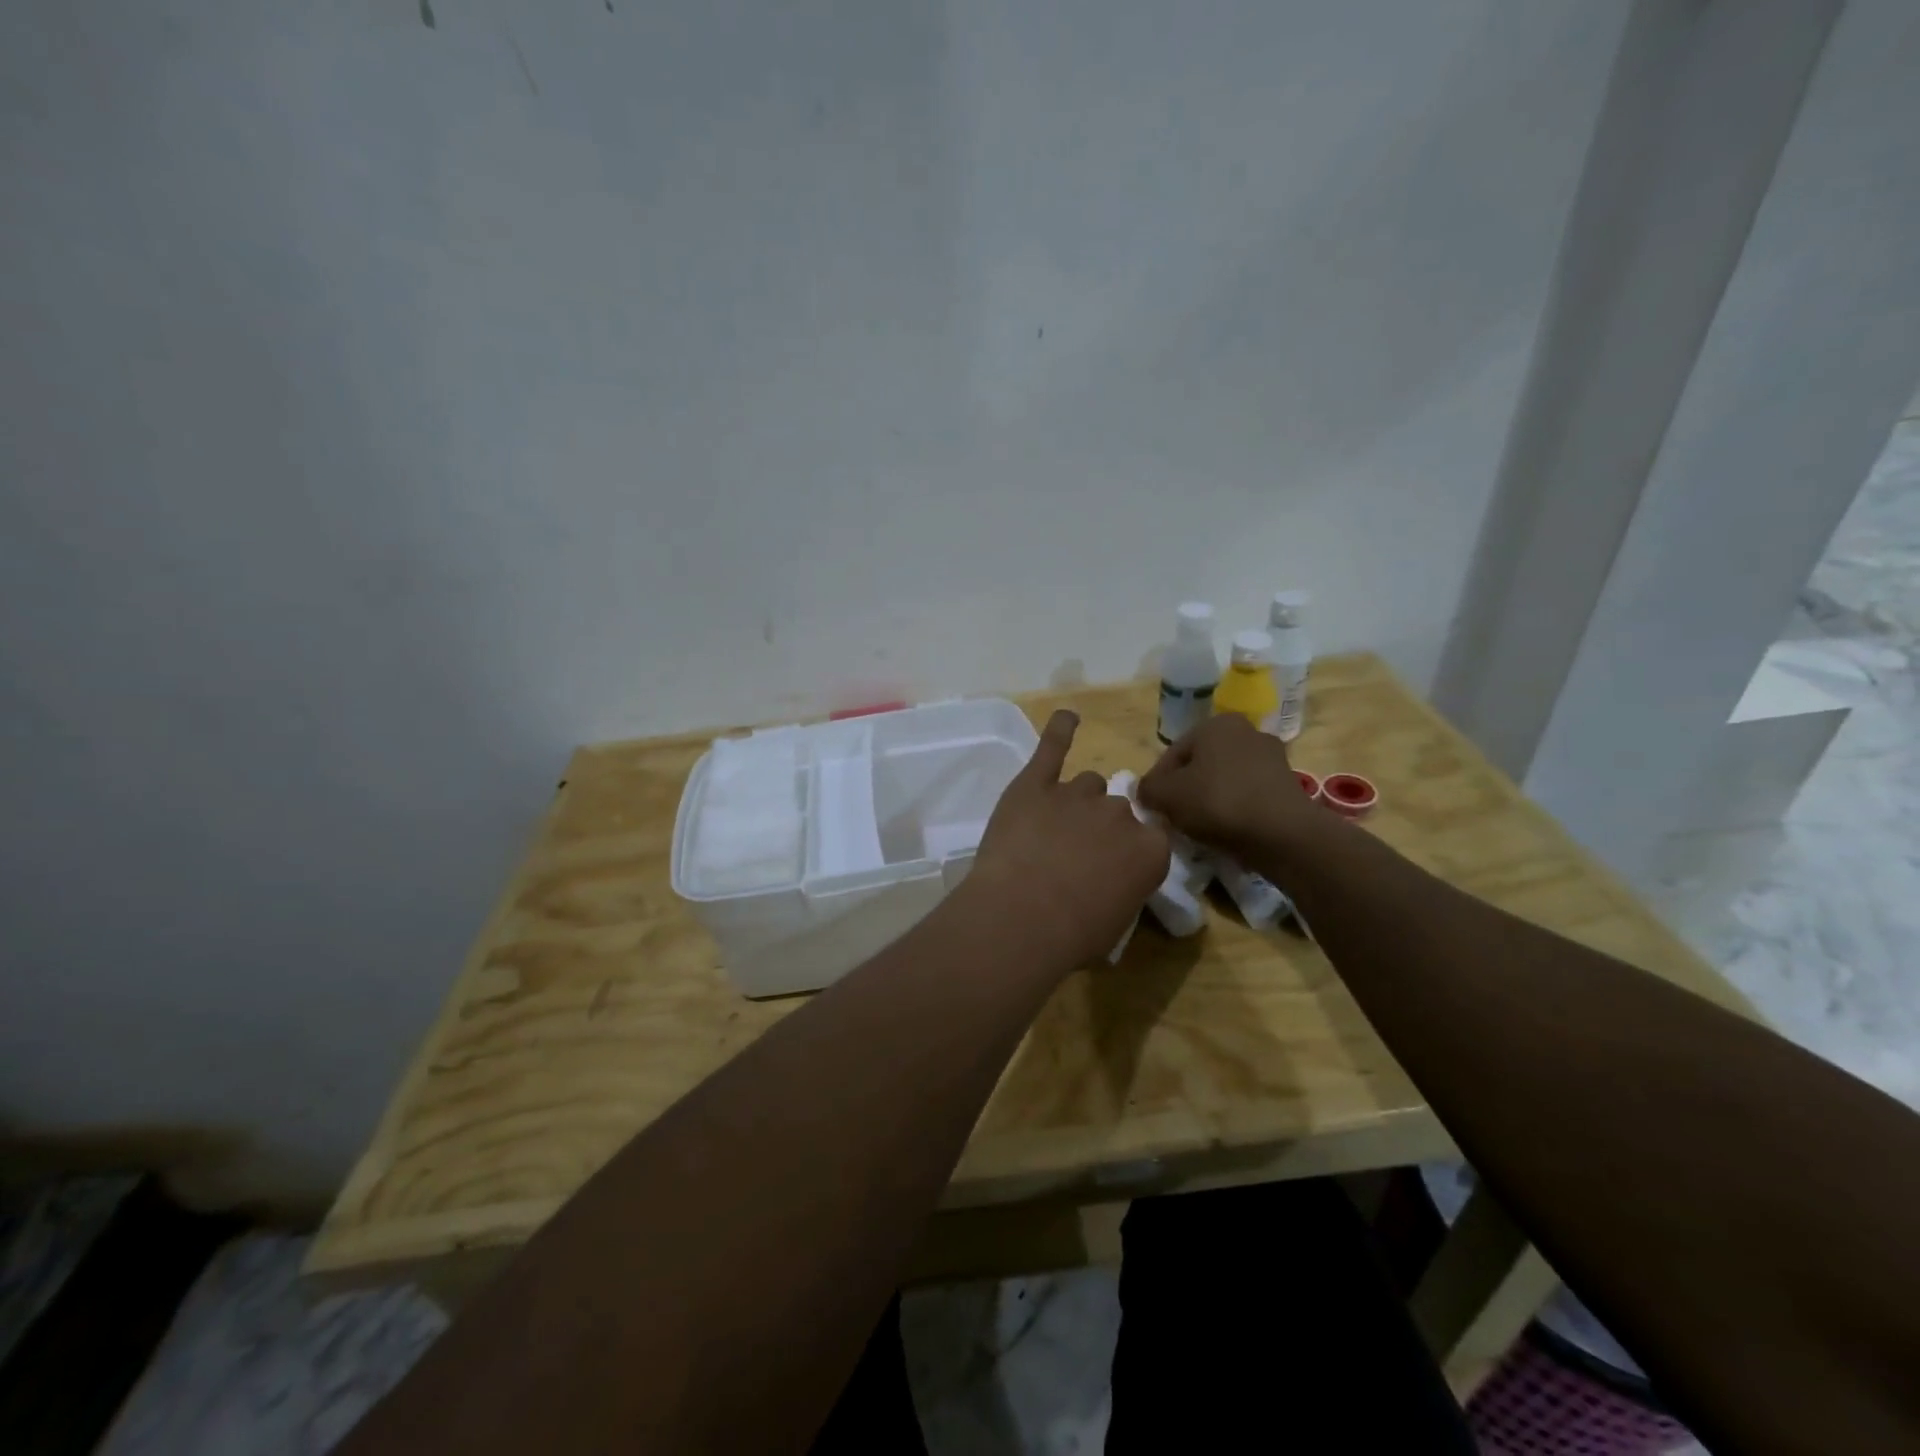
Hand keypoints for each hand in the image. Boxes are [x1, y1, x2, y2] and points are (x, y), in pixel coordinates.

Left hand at [964, 711, 1169, 969]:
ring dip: (1075, 802)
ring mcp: (1077, 793)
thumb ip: (1123, 888)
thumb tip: (1110, 882)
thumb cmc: (1073, 935)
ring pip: (1087, 784)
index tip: (1113, 867)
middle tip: (1074, 856)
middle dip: (1100, 829)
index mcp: (1150, 850)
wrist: (1022, 917)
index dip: (1130, 851)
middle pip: (1117, 808)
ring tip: (1051, 828)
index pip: (1152, 837)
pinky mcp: (1036, 783)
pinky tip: (1067, 718)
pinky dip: (1060, 730)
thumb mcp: (1116, 923)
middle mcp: (1121, 813)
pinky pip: (1053, 747)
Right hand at [1139, 713, 1327, 861]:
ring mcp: (1272, 758)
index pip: (1173, 754)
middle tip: (1173, 818)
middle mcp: (1246, 731)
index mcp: (1216, 724)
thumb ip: (1148, 789)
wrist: (1282, 834)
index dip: (1157, 783)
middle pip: (1200, 765)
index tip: (1152, 808)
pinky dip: (1234, 810)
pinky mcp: (1287, 785)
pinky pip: (1247, 795)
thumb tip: (1146, 792)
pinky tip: (1225, 831)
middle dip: (1185, 790)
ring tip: (1198, 828)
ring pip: (1224, 780)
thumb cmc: (1217, 802)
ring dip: (1209, 800)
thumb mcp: (1166, 795)